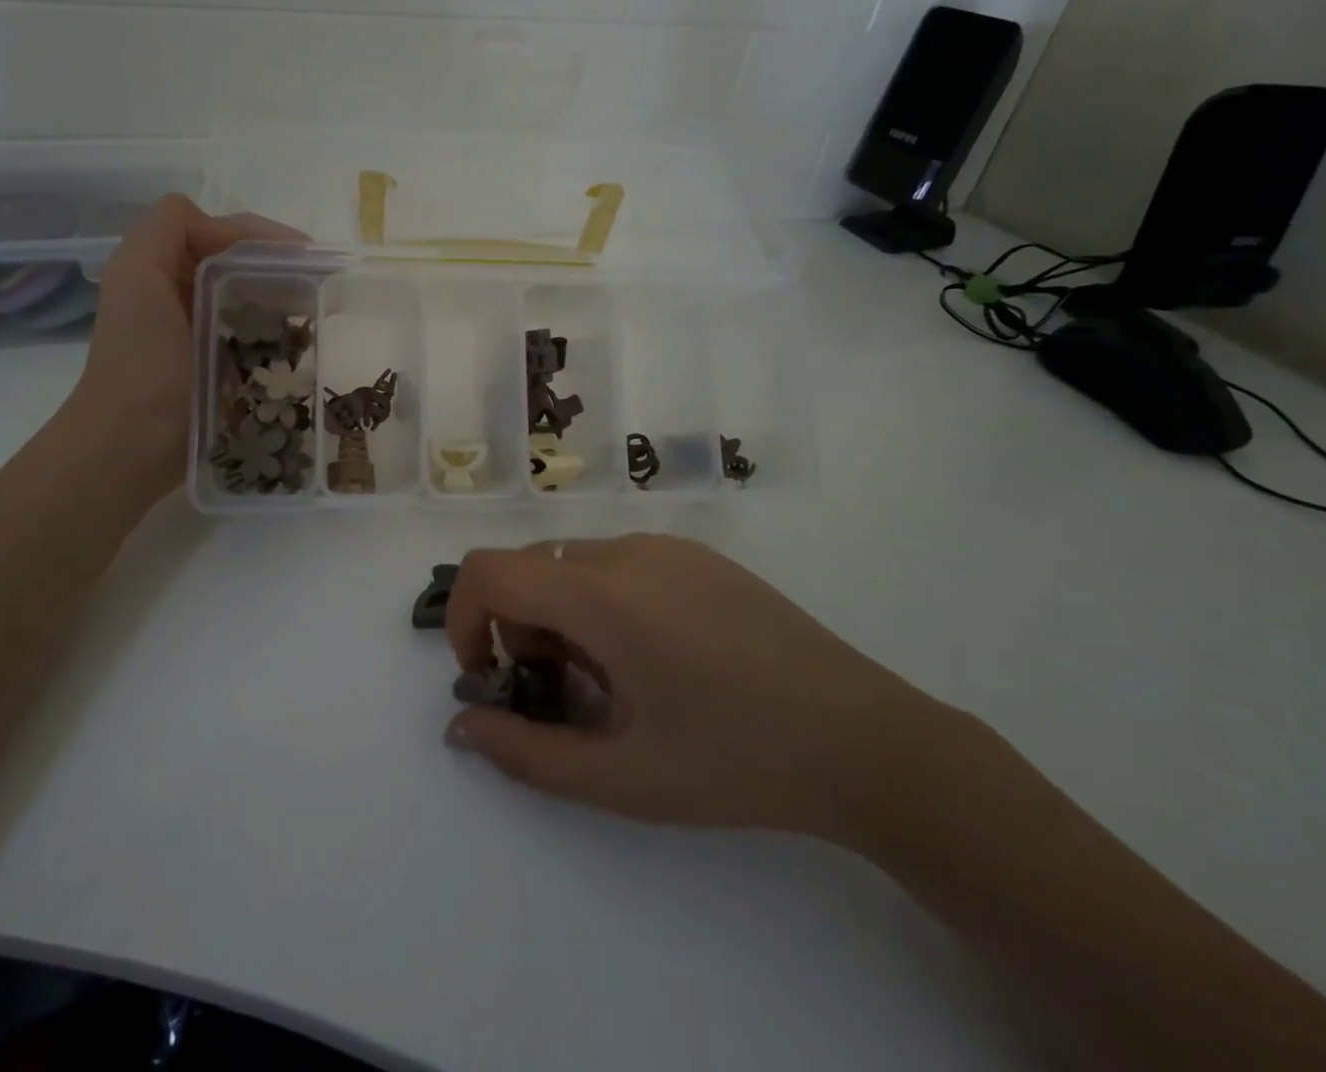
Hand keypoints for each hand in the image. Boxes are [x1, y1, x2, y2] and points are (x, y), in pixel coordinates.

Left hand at [62, 194, 298, 498]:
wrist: (132, 445)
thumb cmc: (142, 362)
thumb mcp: (138, 275)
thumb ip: (168, 228)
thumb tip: (230, 235)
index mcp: (159, 266)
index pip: (220, 230)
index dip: (262, 236)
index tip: (306, 258)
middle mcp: (180, 293)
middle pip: (240, 262)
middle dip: (279, 266)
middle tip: (319, 285)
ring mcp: (200, 332)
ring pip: (251, 296)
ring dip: (283, 297)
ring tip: (315, 311)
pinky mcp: (218, 366)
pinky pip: (254, 334)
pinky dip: (277, 331)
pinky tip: (299, 341)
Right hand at [444, 534, 942, 843]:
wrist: (864, 739)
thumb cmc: (736, 761)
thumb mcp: (622, 778)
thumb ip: (526, 754)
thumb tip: (461, 726)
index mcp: (602, 594)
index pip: (489, 570)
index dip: (465, 619)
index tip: (491, 677)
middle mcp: (627, 550)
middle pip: (530, 568)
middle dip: (519, 629)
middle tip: (562, 696)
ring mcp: (668, 546)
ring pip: (573, 564)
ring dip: (562, 616)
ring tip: (615, 683)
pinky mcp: (699, 555)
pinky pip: (619, 562)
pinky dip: (601, 601)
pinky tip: (657, 658)